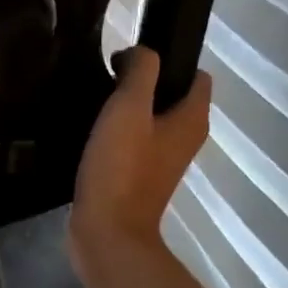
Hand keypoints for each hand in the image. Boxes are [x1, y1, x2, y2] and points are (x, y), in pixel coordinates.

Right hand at [70, 47, 211, 270]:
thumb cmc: (121, 168)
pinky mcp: (140, 179)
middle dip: (141, 84)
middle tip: (105, 83)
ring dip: (126, 110)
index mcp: (192, 119)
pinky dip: (117, 135)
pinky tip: (91, 135)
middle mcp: (185, 139)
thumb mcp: (129, 107)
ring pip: (150, 120)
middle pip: (170, 96)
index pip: (197, 74)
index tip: (128, 63)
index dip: (167, 60)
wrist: (106, 233)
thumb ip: (140, 70)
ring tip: (94, 106)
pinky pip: (133, 144)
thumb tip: (138, 54)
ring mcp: (163, 162)